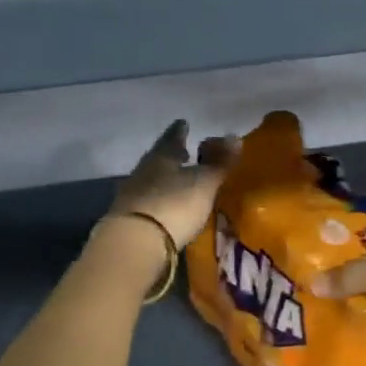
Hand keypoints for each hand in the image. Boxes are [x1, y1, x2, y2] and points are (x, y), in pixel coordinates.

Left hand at [106, 120, 233, 249]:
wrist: (136, 242)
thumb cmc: (175, 204)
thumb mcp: (204, 183)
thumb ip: (220, 163)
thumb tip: (235, 137)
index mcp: (161, 156)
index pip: (172, 137)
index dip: (180, 131)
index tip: (184, 123)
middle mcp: (144, 170)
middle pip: (159, 158)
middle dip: (172, 155)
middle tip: (184, 152)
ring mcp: (133, 194)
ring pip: (152, 179)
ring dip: (165, 178)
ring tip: (179, 180)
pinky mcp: (130, 218)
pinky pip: (148, 200)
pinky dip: (160, 199)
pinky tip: (168, 204)